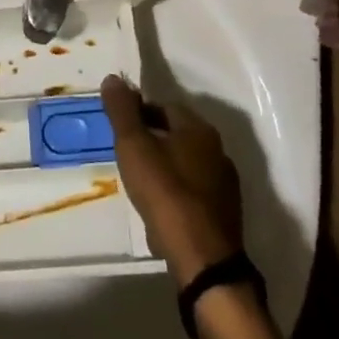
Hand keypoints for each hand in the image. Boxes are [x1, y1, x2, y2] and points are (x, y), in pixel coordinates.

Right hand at [102, 75, 244, 287]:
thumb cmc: (165, 194)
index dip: (140, 114)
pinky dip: (178, 194)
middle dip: (153, 140)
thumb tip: (113, 78)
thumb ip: (122, 111)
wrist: (203, 260)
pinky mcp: (225, 215)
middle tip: (128, 156)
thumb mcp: (134, 146)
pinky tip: (162, 211)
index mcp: (198, 128)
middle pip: (178, 135)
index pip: (165, 107)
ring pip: (188, 164)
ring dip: (166, 168)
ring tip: (142, 185)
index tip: (121, 129)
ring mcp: (225, 184)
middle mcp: (217, 150)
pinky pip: (195, 193)